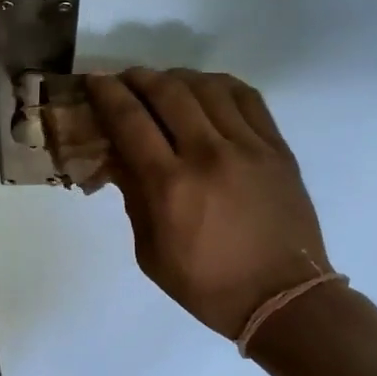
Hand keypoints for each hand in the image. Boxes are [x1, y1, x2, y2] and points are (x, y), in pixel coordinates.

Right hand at [86, 69, 330, 338]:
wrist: (282, 298)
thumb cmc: (207, 285)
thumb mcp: (150, 253)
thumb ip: (134, 199)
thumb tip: (120, 159)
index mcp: (170, 185)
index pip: (130, 121)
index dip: (107, 95)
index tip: (94, 81)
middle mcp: (208, 155)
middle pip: (167, 92)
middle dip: (138, 78)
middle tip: (125, 79)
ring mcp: (248, 147)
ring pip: (207, 87)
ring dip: (178, 77)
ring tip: (165, 83)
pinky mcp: (277, 148)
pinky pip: (247, 98)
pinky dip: (220, 85)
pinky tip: (207, 89)